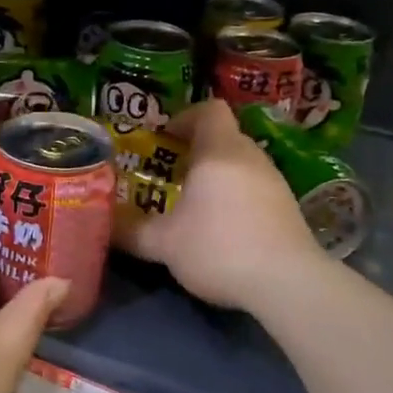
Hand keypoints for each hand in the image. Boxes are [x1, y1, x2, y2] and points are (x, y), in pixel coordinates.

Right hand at [115, 98, 322, 314]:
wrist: (288, 283)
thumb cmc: (220, 247)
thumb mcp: (165, 244)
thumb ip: (132, 232)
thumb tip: (104, 227)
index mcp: (219, 150)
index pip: (209, 109)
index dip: (185, 117)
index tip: (165, 139)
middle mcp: (251, 156)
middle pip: (224, 136)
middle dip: (196, 150)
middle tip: (171, 173)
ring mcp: (275, 181)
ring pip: (241, 163)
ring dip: (218, 174)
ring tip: (195, 202)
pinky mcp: (288, 207)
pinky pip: (256, 186)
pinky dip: (238, 196)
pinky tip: (224, 227)